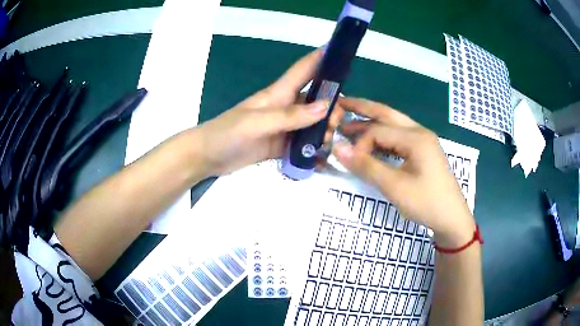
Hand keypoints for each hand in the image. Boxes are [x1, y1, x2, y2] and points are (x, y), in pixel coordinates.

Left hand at [196, 50, 342, 175]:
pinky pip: (302, 144)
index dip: (320, 58)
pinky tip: (323, 156)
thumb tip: (324, 107)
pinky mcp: (280, 145)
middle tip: (337, 123)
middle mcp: (284, 108)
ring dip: (324, 129)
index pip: (303, 70)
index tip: (340, 52)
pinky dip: (313, 149)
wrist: (207, 157)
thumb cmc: (227, 133)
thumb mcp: (257, 122)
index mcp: (278, 94)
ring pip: (312, 123)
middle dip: (331, 106)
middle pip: (315, 100)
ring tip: (329, 142)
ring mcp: (282, 128)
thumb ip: (289, 116)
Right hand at [333, 97, 474, 246]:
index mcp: (415, 137)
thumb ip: (366, 166)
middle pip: (386, 114)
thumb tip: (337, 148)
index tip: (349, 161)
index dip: (359, 144)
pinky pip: (399, 136)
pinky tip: (372, 141)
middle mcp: (419, 132)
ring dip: (371, 122)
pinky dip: (382, 136)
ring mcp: (423, 140)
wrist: (452, 218)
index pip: (378, 131)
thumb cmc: (426, 203)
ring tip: (349, 122)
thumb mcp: (394, 187)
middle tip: (339, 103)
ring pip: (393, 124)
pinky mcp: (423, 151)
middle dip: (362, 108)